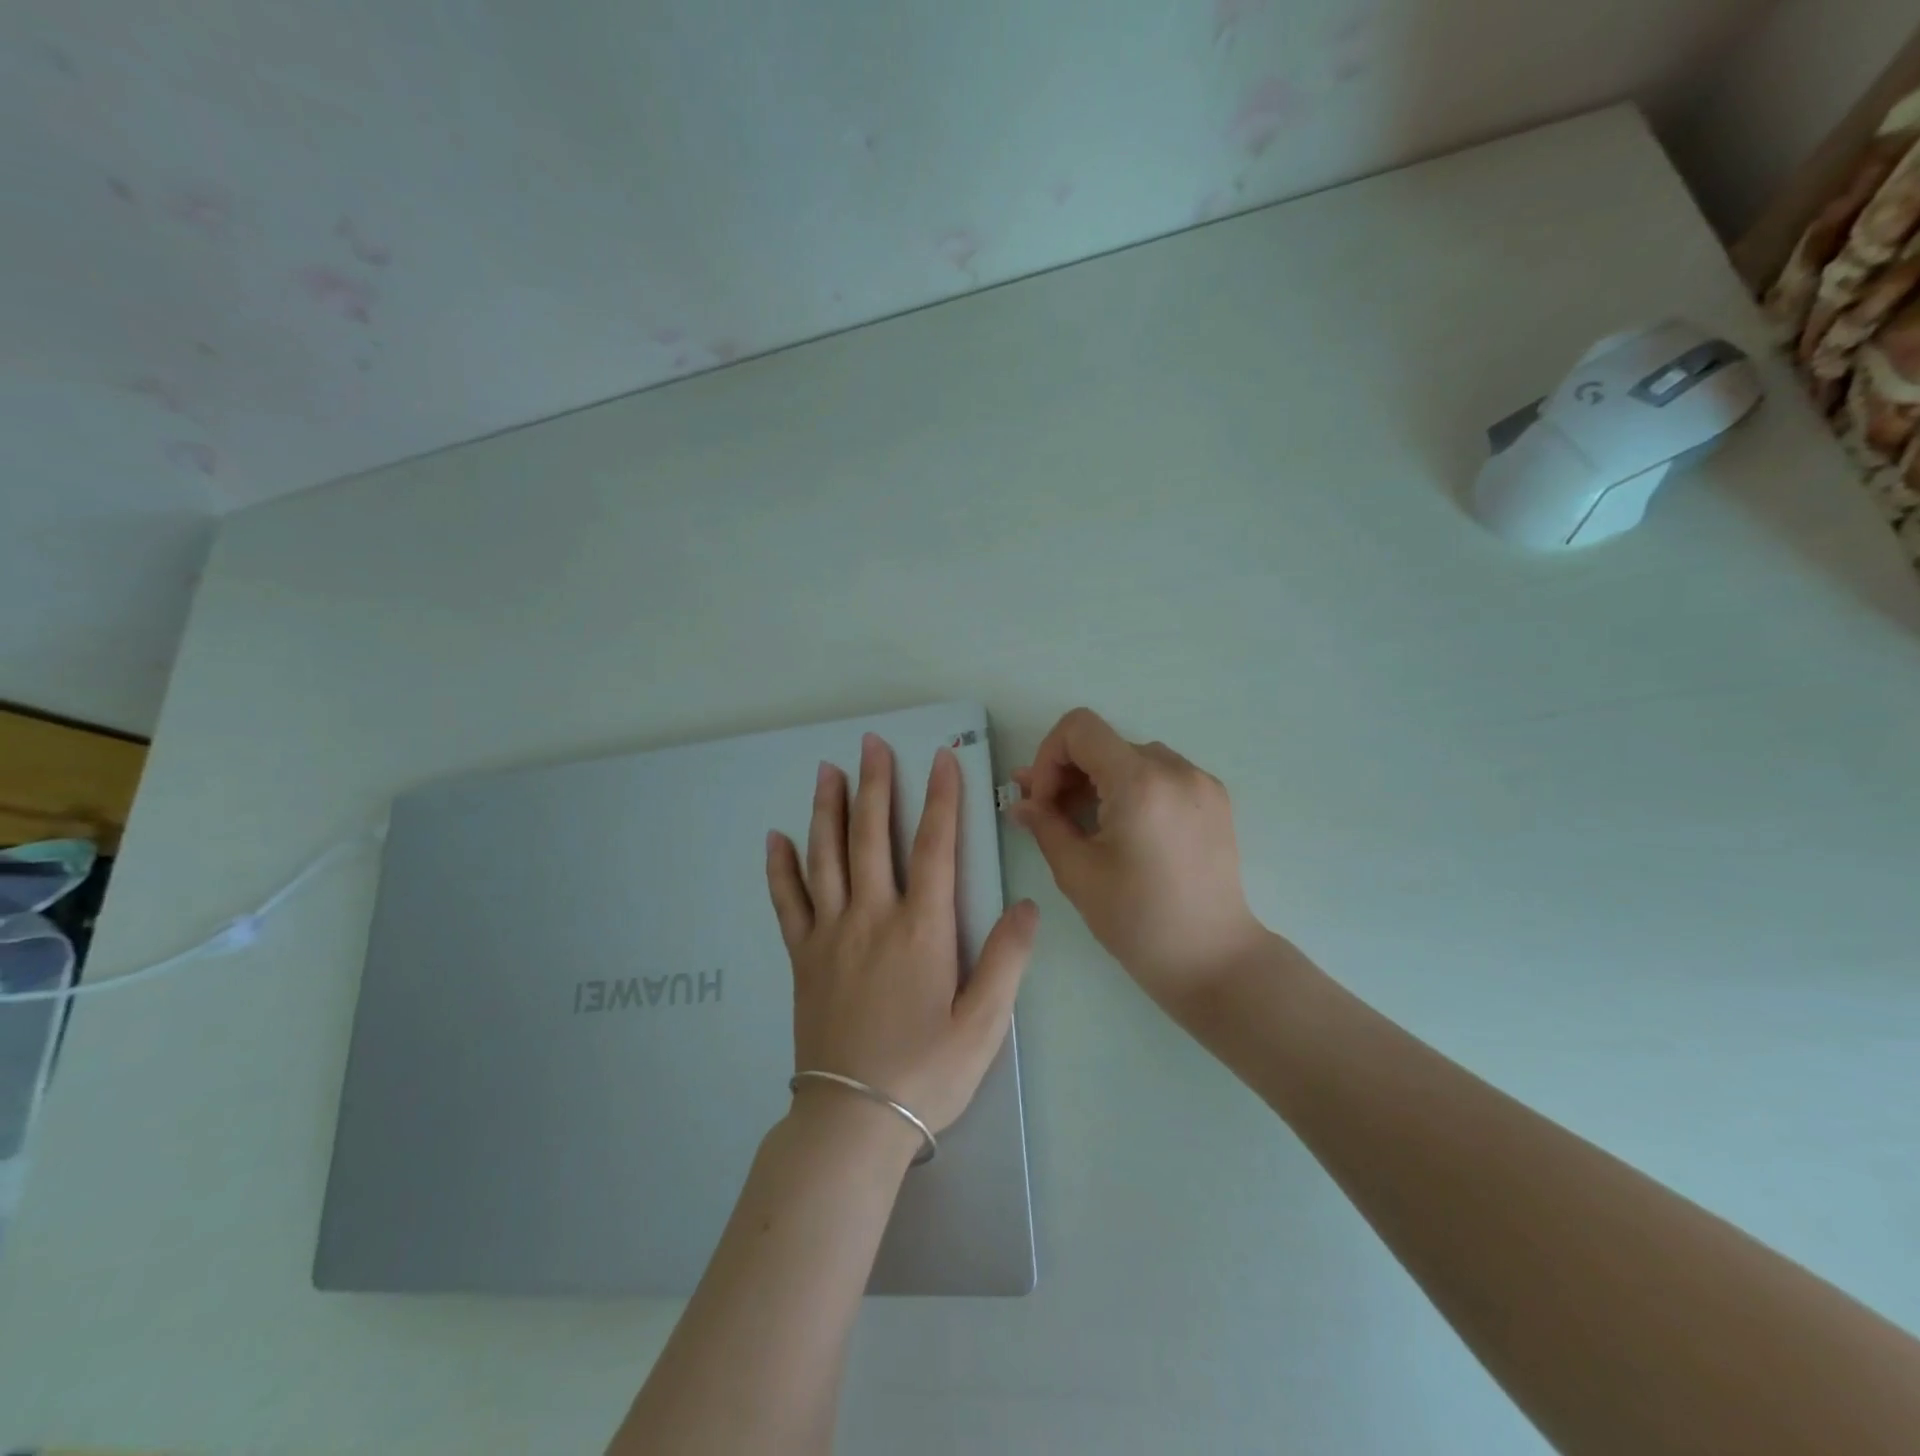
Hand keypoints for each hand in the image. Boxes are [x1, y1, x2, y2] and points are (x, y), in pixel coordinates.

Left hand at [765, 733, 1037, 1136]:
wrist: (854, 1122)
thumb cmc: (927, 1073)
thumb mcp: (985, 1024)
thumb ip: (1008, 960)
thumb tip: (1026, 904)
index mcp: (921, 930)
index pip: (934, 847)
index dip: (941, 798)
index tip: (940, 757)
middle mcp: (872, 918)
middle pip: (872, 837)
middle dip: (876, 785)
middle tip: (870, 743)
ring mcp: (830, 935)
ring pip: (826, 857)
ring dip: (827, 809)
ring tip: (827, 770)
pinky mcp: (802, 957)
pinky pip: (787, 901)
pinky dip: (781, 867)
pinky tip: (776, 838)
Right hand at [1010, 708, 1265, 1008]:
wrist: (1214, 959)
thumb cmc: (1138, 921)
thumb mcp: (1078, 873)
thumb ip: (1045, 826)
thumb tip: (1021, 804)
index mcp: (1140, 782)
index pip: (1080, 728)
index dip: (1048, 756)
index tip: (1043, 801)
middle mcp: (1175, 769)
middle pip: (1105, 743)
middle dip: (1069, 773)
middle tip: (1048, 814)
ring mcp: (1201, 782)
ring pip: (1132, 758)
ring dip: (1100, 781)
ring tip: (1085, 824)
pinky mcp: (1215, 800)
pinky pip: (1162, 775)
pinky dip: (1133, 789)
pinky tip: (1124, 829)